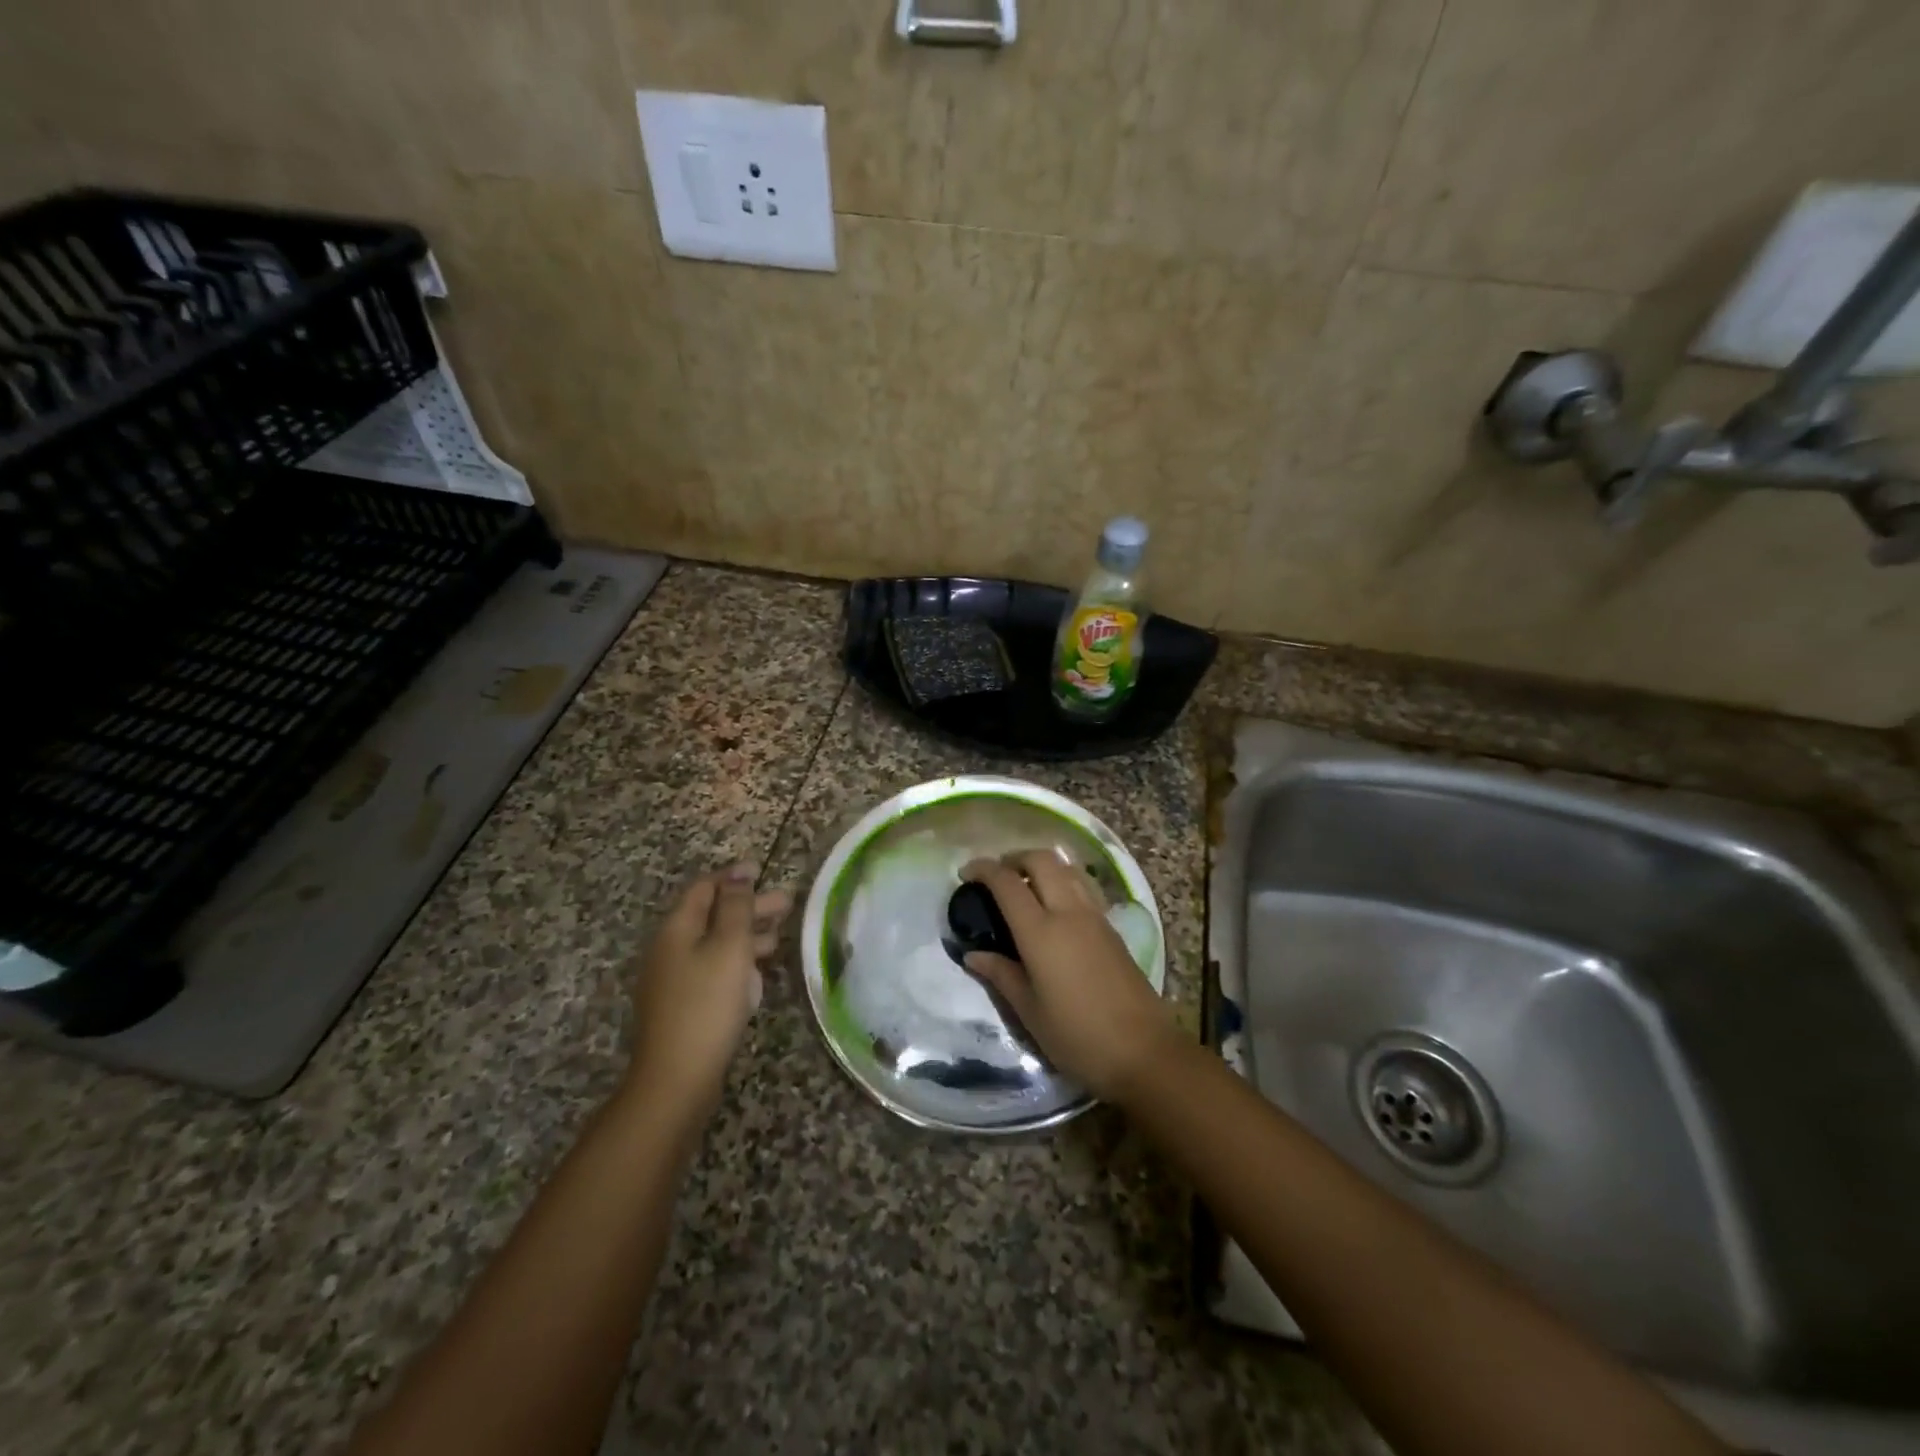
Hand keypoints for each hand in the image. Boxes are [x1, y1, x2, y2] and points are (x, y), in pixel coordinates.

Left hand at [624, 865, 790, 1115]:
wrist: (677, 1079)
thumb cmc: (707, 1004)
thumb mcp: (729, 947)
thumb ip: (737, 908)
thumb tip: (739, 874)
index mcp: (677, 928)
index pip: (704, 888)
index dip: (734, 876)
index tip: (763, 870)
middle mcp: (670, 948)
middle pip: (712, 915)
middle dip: (749, 906)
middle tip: (787, 903)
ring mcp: (674, 979)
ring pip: (714, 944)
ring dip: (747, 935)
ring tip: (779, 937)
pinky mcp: (683, 1004)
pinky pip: (712, 970)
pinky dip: (737, 962)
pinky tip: (757, 974)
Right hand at [960, 852, 1179, 1104]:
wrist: (1144, 1051)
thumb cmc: (1077, 1036)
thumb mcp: (1029, 1011)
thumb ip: (1001, 975)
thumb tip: (973, 954)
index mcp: (1041, 932)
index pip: (1007, 883)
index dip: (983, 869)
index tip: (965, 873)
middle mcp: (1069, 912)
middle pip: (1042, 860)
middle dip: (1015, 858)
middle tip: (996, 876)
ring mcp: (1095, 917)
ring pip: (1067, 867)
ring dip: (1041, 865)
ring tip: (1024, 886)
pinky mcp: (1111, 928)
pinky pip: (1082, 886)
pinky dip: (1061, 880)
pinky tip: (1053, 906)